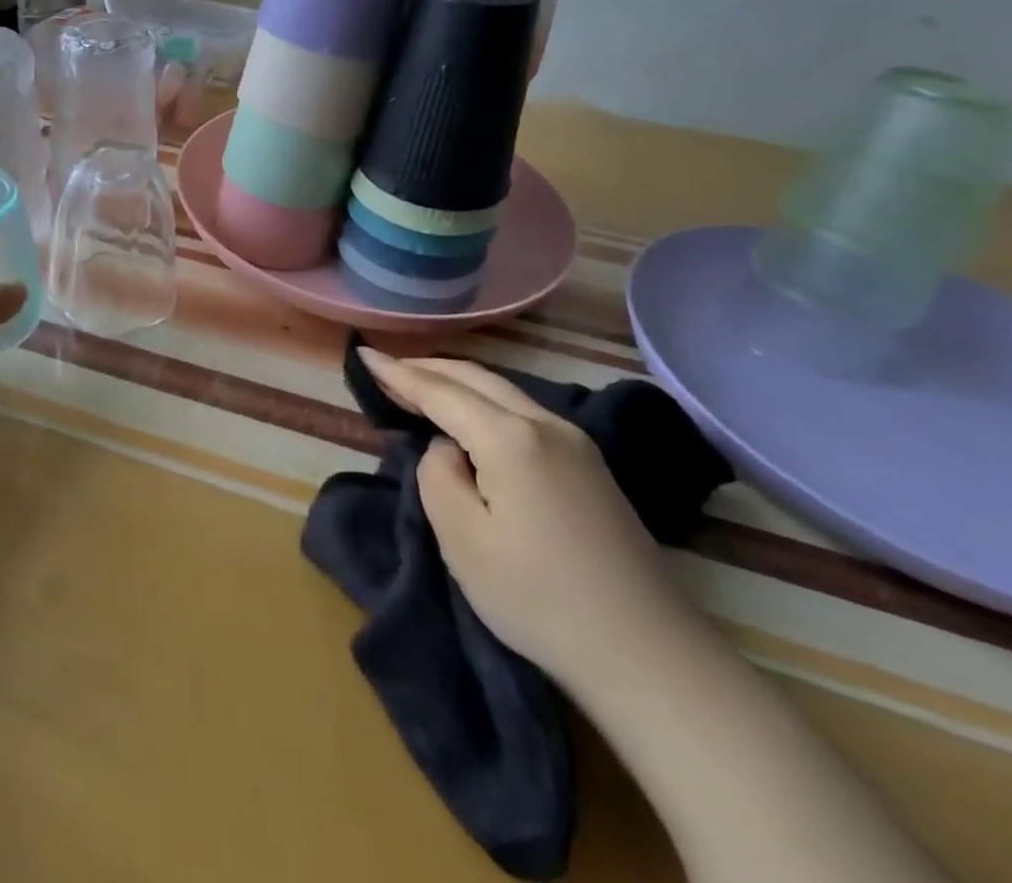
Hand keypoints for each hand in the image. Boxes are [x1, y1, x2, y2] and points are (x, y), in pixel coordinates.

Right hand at [357, 349, 701, 697]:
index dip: (397, 372)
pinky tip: (470, 416)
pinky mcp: (590, 466)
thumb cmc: (540, 599)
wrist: (650, 658)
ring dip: (456, 382)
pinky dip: (483, 400)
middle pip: (474, 377)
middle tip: (385, 369)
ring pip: (501, 390)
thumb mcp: (462, 539)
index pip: (440, 390)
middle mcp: (545, 424)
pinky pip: (522, 411)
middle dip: (426, 368)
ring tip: (419, 386)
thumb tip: (449, 450)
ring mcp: (576, 443)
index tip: (362, 353)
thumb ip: (438, 476)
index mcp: (510, 437)